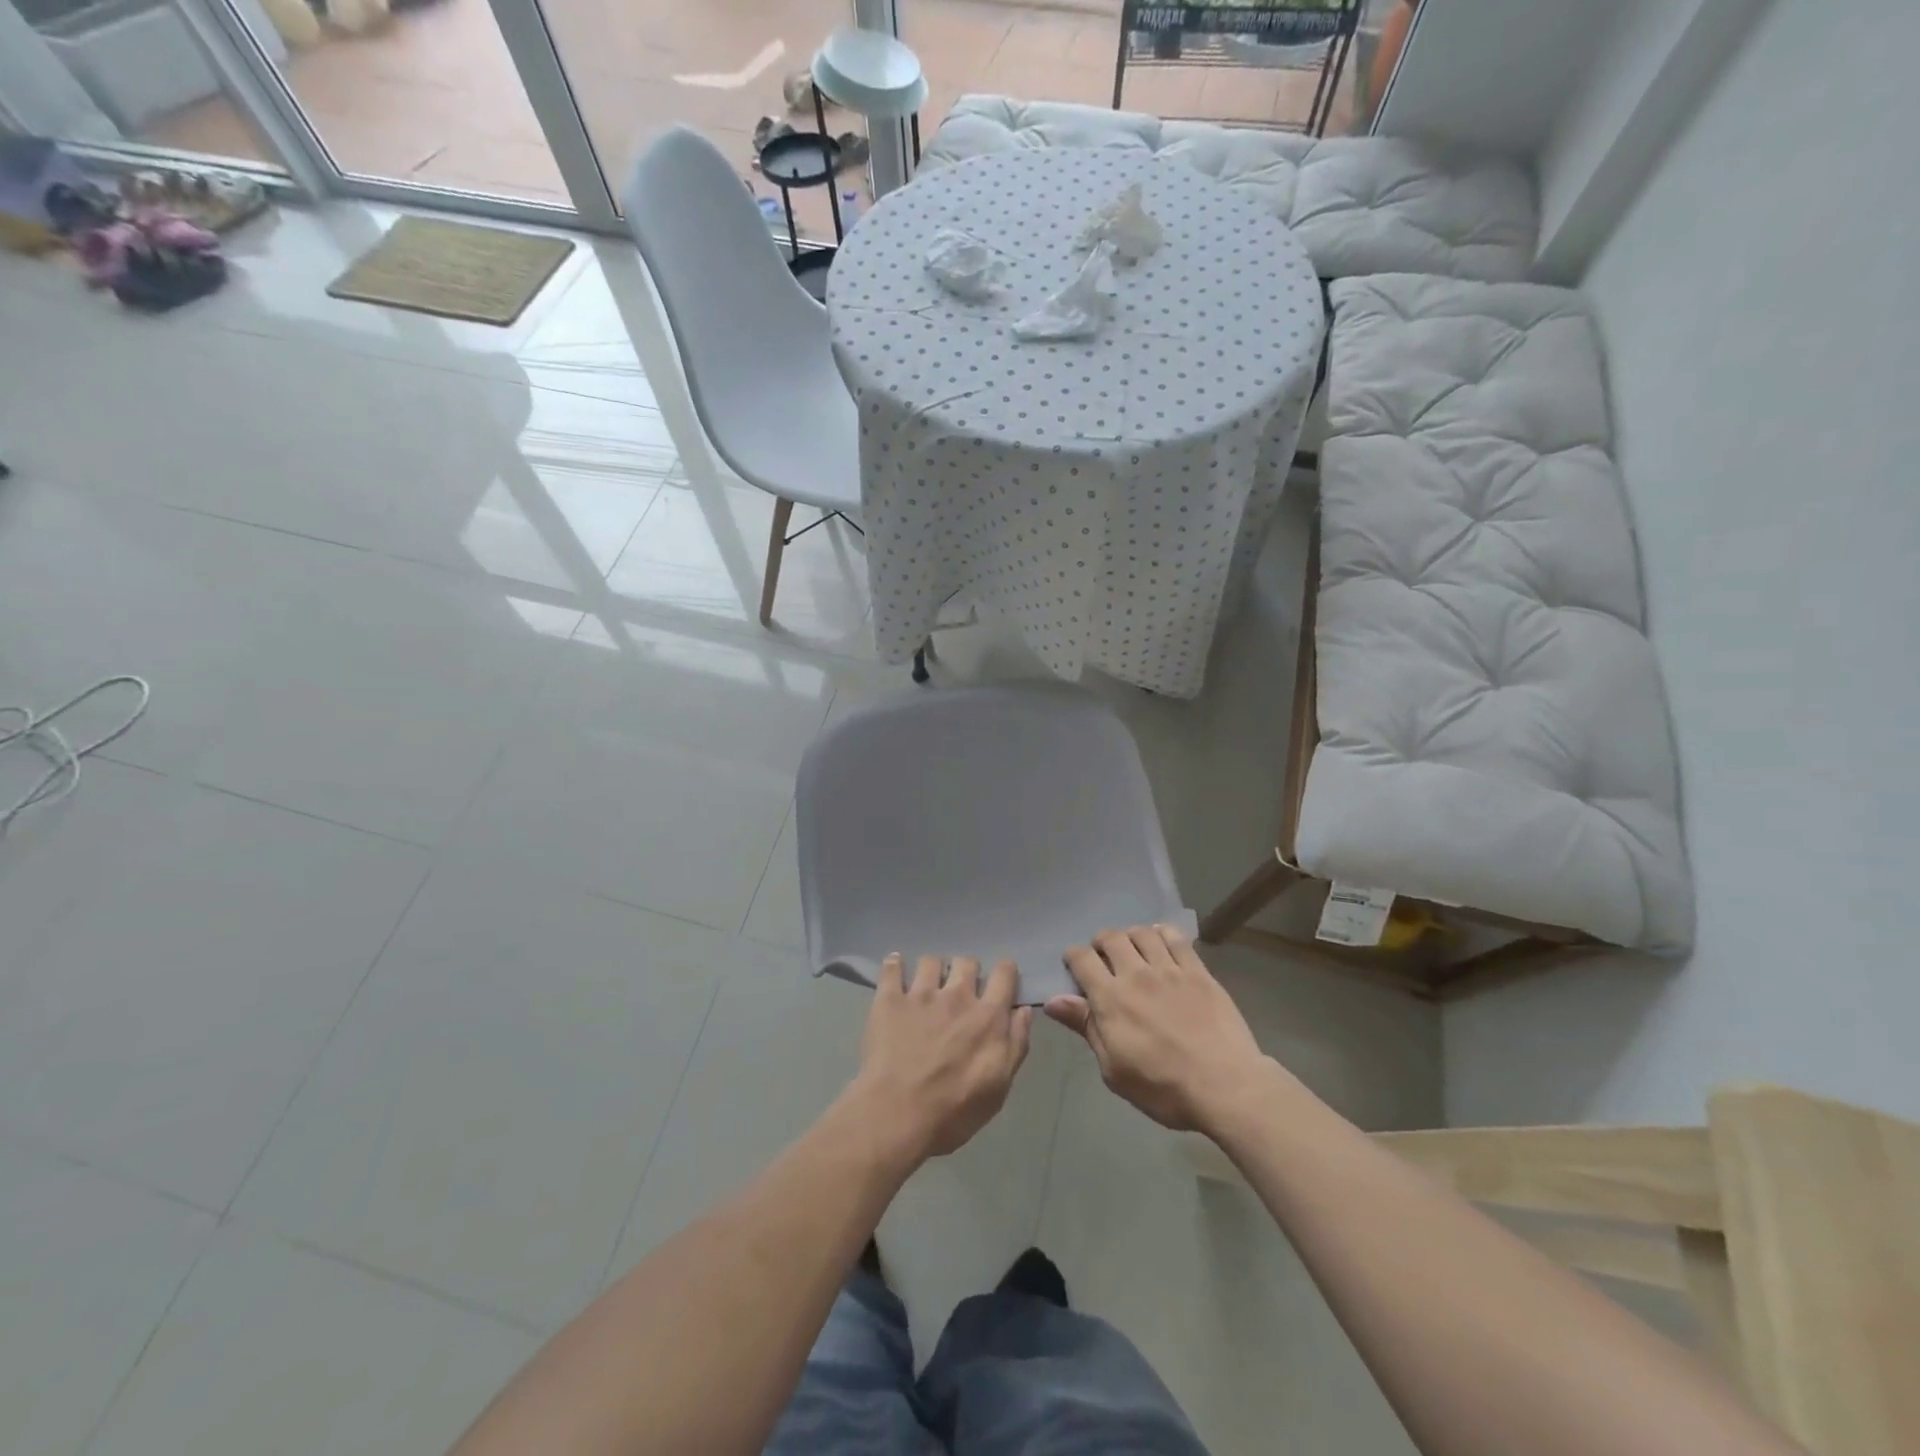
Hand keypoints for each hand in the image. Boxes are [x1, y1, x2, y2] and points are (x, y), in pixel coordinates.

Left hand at [850, 955, 1033, 1162]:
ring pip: (931, 961)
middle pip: (967, 962)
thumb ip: (1016, 1044)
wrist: (898, 1115)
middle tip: (961, 990)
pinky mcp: (890, 999)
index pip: (1004, 973)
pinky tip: (895, 968)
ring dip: (933, 970)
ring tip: (927, 986)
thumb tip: (1023, 1010)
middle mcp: (957, 996)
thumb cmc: (955, 1110)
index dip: (1005, 972)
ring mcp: (921, 994)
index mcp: (988, 1016)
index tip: (1001, 981)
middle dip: (967, 972)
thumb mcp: (999, 1087)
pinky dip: (895, 965)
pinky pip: (892, 967)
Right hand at [1048, 925, 1271, 1134]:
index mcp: (1111, 999)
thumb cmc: (1163, 1087)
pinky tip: (1160, 939)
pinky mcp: (1198, 972)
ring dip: (1130, 935)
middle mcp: (1137, 975)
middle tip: (1103, 957)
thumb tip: (1053, 1000)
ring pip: (1143, 933)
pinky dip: (1162, 932)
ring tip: (1132, 948)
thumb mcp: (1114, 1068)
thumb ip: (1086, 1027)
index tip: (1073, 965)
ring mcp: (1170, 970)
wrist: (1225, 1086)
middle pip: (1111, 938)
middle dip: (1100, 942)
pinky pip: (1176, 939)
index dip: (1072, 956)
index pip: (1082, 959)